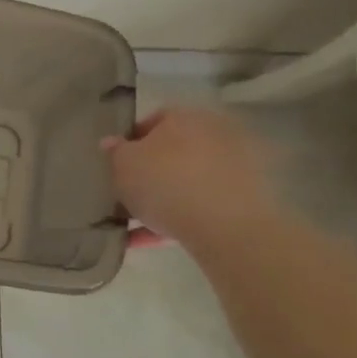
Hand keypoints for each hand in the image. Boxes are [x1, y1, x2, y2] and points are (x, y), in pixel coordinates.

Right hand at [101, 107, 282, 249]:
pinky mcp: (244, 201)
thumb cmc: (166, 183)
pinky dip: (177, 220)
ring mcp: (233, 168)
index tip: (115, 165)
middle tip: (126, 193)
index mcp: (185, 117)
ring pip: (187, 182)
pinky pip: (201, 207)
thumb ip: (115, 152)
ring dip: (162, 200)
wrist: (226, 227)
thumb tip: (112, 143)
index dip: (130, 143)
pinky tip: (150, 240)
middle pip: (173, 152)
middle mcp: (214, 135)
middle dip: (149, 172)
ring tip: (134, 224)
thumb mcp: (123, 165)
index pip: (153, 121)